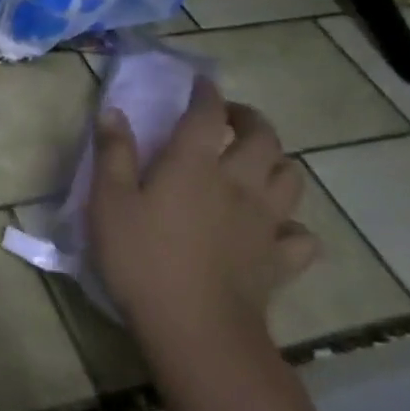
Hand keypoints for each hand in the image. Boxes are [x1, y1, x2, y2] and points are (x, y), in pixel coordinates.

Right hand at [86, 77, 316, 345]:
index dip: (206, 94)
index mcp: (194, 164)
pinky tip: (274, 229)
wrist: (194, 326)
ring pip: (291, 178)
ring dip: (276, 162)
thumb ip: (114, 153)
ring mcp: (265, 222)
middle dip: (250, 119)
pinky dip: (292, 225)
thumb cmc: (141, 257)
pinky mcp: (279, 260)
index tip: (201, 84)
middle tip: (231, 119)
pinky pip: (301, 235)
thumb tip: (114, 111)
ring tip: (255, 164)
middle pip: (263, 138)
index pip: (207, 115)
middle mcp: (238, 183)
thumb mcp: (109, 201)